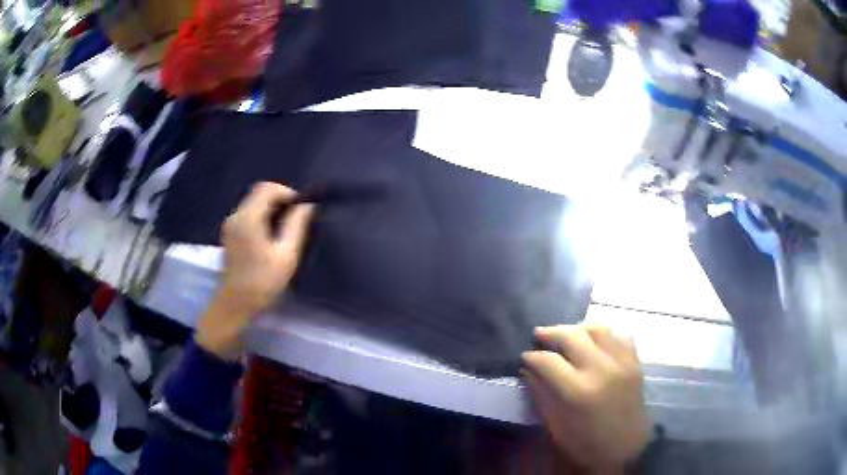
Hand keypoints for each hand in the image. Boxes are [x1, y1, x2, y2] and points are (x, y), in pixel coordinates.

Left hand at [196, 182, 313, 356]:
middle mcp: (236, 215)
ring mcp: (230, 224)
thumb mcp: (286, 255)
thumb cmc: (262, 282)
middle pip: (259, 192)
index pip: (267, 188)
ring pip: (253, 203)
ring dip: (271, 208)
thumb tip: (308, 205)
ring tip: (286, 229)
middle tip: (296, 219)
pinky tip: (271, 236)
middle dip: (280, 200)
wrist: (235, 305)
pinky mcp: (230, 233)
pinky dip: (262, 216)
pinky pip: (248, 214)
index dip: (287, 193)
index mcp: (248, 218)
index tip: (301, 210)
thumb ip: (297, 226)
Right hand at [522, 324, 650, 473]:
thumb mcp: (556, 425)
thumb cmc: (586, 443)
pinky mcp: (635, 362)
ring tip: (567, 334)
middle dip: (551, 332)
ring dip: (578, 328)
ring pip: (598, 328)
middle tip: (540, 335)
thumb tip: (528, 370)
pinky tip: (595, 342)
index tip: (525, 356)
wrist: (626, 448)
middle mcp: (601, 369)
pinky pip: (620, 335)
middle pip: (572, 335)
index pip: (549, 361)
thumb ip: (541, 394)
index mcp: (578, 391)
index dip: (532, 356)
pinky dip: (605, 334)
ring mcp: (622, 362)